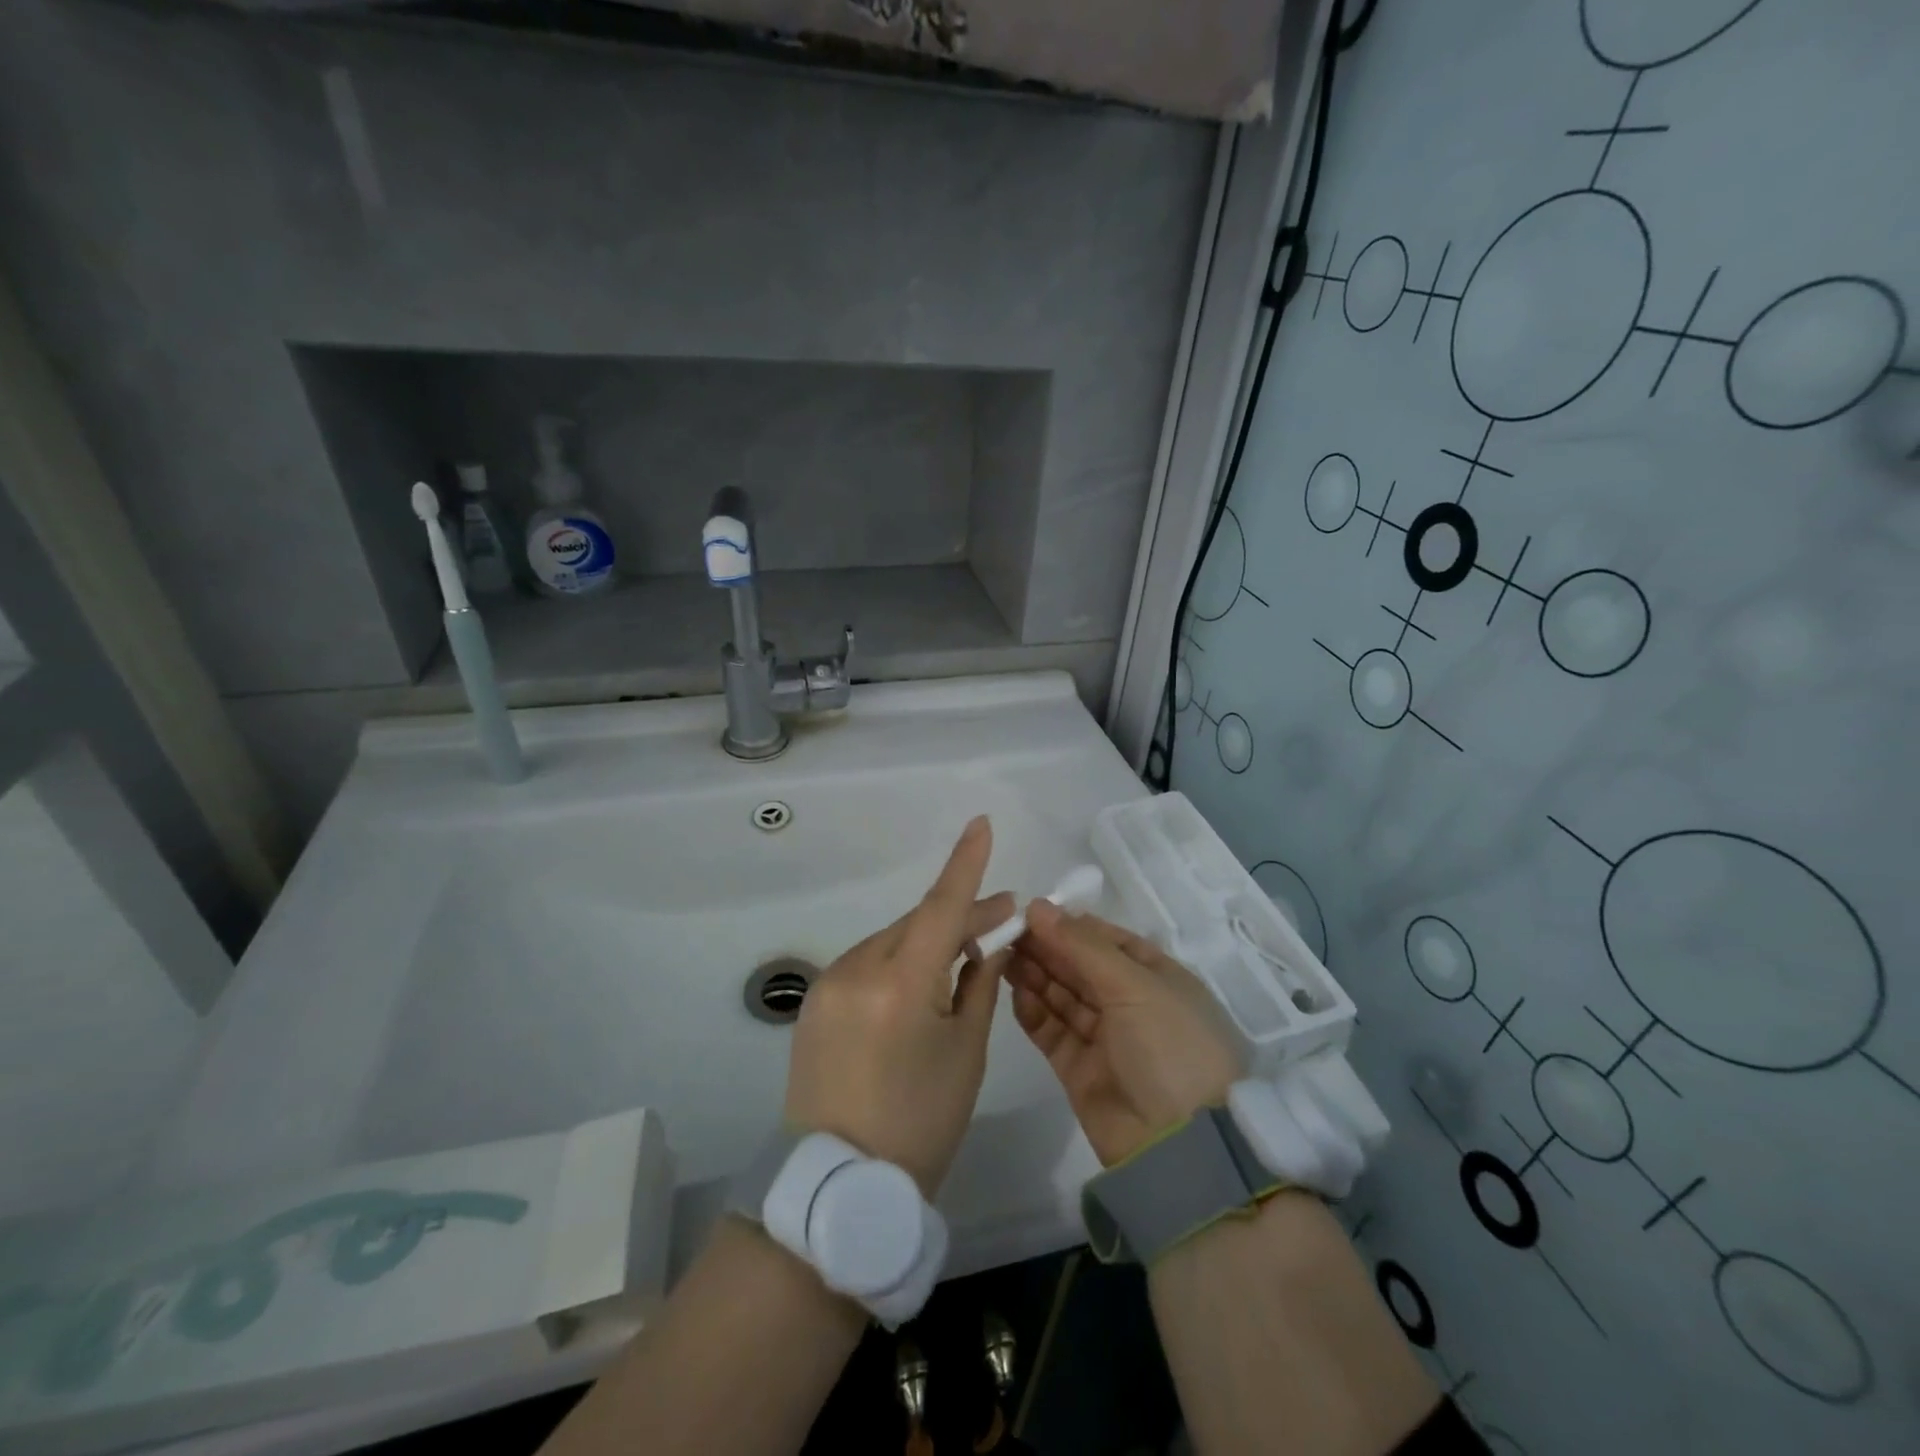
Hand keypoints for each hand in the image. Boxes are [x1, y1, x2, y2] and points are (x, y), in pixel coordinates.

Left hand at [784, 816, 1013, 1197]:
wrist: (839, 1185)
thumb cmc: (920, 1123)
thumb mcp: (965, 1053)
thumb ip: (979, 985)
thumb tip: (991, 940)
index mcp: (900, 985)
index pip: (940, 907)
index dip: (965, 864)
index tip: (981, 824)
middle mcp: (857, 970)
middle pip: (917, 923)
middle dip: (958, 917)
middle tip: (1000, 920)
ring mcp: (829, 985)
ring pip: (891, 941)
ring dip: (927, 941)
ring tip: (962, 957)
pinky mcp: (815, 1002)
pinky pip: (867, 964)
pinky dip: (898, 962)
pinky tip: (918, 983)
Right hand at [1009, 901, 1242, 1165]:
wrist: (1179, 1146)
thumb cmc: (1169, 1046)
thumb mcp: (1134, 985)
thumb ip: (1082, 945)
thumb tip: (1038, 907)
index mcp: (1157, 977)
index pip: (1107, 940)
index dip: (1070, 925)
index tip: (1030, 911)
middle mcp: (1131, 1003)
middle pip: (1080, 966)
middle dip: (1046, 947)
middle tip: (1006, 930)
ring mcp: (1105, 1037)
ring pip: (1062, 996)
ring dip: (1035, 974)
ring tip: (1001, 953)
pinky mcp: (1079, 1069)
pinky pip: (1052, 1030)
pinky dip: (1033, 1011)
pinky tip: (1013, 990)